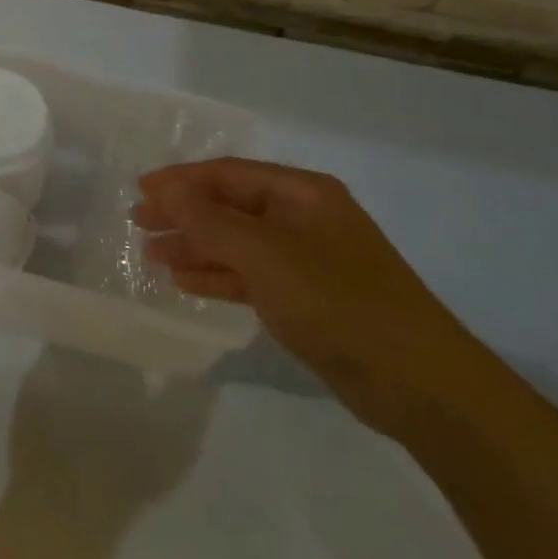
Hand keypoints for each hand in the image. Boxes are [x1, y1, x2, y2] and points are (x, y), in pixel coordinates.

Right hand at [135, 158, 486, 434]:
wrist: (419, 384)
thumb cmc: (339, 302)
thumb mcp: (266, 256)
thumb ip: (211, 221)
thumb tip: (166, 190)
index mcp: (302, 193)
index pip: (228, 174)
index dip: (181, 181)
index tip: (140, 192)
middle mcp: (303, 218)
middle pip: (231, 206)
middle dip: (184, 213)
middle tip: (139, 224)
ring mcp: (306, 260)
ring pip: (237, 243)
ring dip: (195, 246)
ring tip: (151, 255)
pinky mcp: (306, 299)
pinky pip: (250, 276)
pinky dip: (217, 275)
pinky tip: (184, 280)